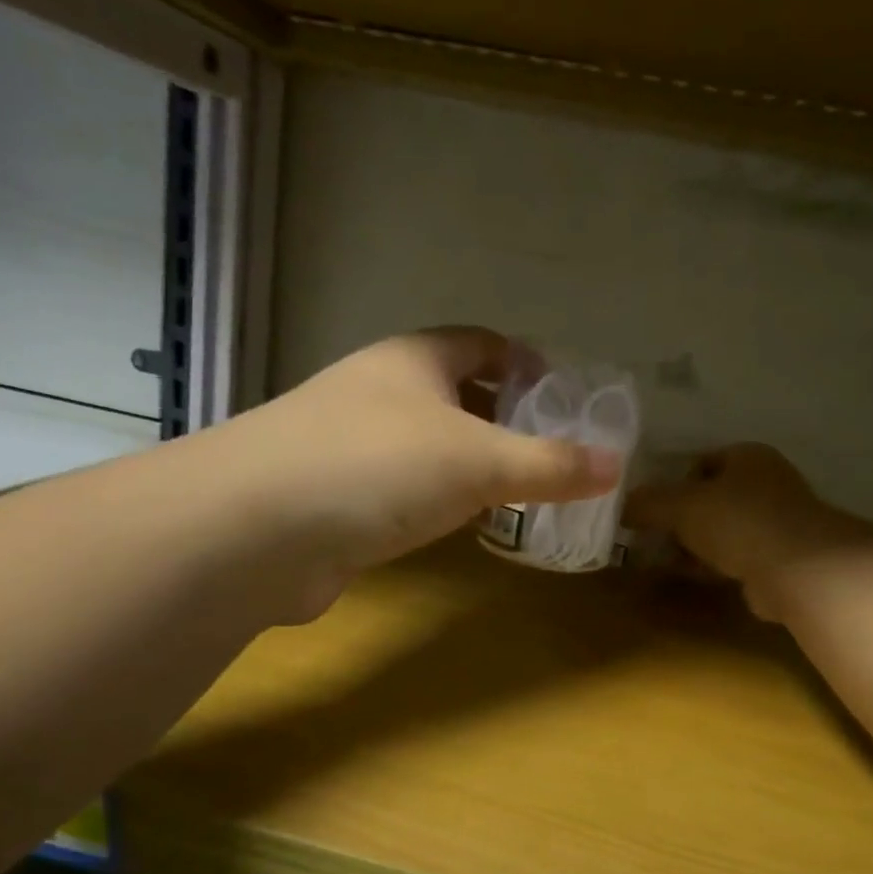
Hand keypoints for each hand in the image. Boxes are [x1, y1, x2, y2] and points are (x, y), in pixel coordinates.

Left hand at [226, 328, 620, 616]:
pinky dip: (437, 502)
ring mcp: (349, 445)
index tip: (564, 393)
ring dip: (470, 465)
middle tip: (552, 451)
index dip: (525, 361)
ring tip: (519, 492)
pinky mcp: (334, 498)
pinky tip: (461, 527)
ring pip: (427, 445)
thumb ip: (549, 465)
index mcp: (412, 361)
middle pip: (454, 394)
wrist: (255, 530)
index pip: (480, 343)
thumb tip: (617, 466)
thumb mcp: (478, 461)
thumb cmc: (376, 467)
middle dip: (503, 418)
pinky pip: (402, 489)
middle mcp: (377, 393)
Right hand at [627, 444, 872, 620]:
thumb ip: (647, 503)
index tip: (654, 508)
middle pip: (712, 497)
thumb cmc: (738, 521)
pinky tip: (696, 575)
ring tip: (669, 559)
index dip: (674, 482)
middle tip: (656, 537)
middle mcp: (767, 482)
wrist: (798, 569)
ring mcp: (778, 520)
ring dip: (697, 544)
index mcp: (748, 456)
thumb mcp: (681, 506)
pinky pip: (737, 555)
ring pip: (723, 529)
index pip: (702, 461)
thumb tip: (622, 505)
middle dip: (683, 518)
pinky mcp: (781, 556)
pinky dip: (715, 564)